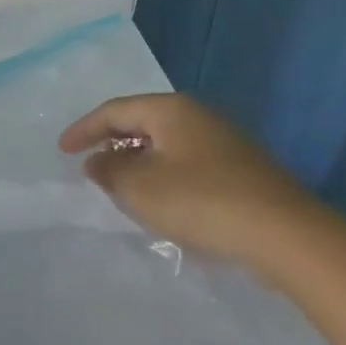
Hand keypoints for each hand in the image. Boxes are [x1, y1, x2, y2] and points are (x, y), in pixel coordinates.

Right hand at [59, 93, 324, 265]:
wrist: (284, 234)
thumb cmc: (202, 202)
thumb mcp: (142, 188)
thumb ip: (110, 171)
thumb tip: (97, 161)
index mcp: (170, 110)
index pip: (115, 110)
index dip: (84, 129)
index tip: (62, 150)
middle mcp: (197, 116)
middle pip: (141, 122)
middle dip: (111, 143)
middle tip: (88, 167)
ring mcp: (222, 141)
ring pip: (164, 144)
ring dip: (136, 162)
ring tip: (118, 187)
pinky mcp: (238, 169)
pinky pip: (184, 162)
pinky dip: (161, 175)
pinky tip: (160, 202)